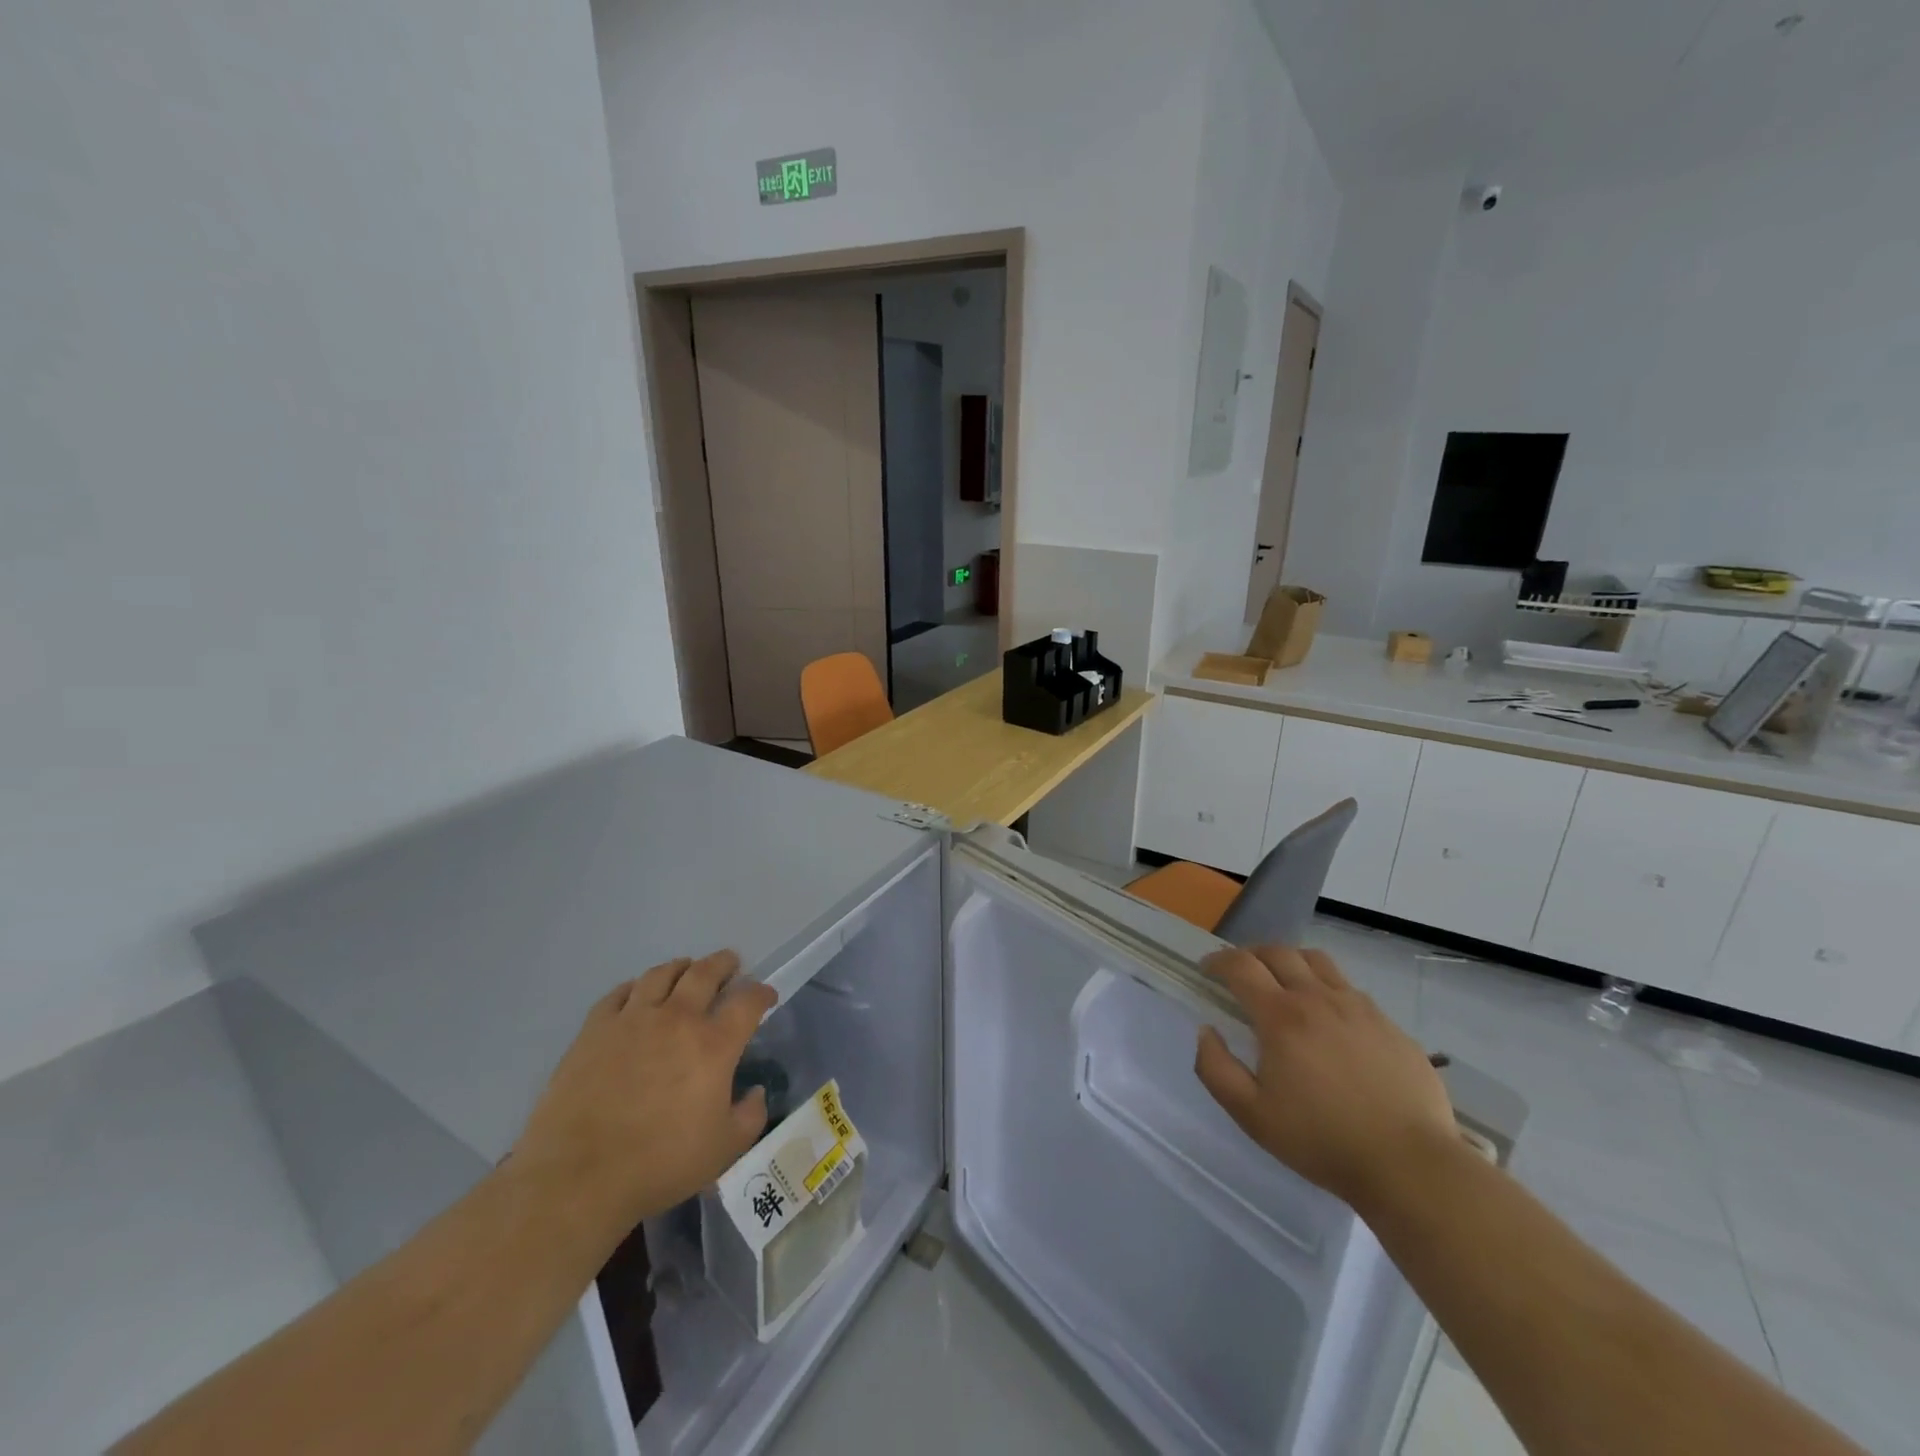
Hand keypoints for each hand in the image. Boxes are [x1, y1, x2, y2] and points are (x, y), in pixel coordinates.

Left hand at [511, 951, 776, 1243]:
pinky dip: (636, 986)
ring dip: (681, 967)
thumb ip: (750, 1116)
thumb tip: (754, 1091)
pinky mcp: (594, 1029)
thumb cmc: (659, 1165)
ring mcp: (632, 1019)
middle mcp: (677, 1019)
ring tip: (686, 970)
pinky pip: (619, 993)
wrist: (578, 1178)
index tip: (767, 996)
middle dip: (723, 964)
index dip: (762, 993)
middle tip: (730, 964)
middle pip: (705, 973)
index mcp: (714, 1045)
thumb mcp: (724, 1149)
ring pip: (661, 974)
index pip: (748, 1002)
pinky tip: (637, 993)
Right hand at [1194, 945, 1458, 1213]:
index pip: (1240, 966)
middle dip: (1251, 955)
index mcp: (1280, 1017)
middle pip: (1278, 953)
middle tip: (1240, 973)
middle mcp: (1317, 999)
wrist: (1409, 1165)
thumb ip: (1215, 1068)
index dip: (1218, 960)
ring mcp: (1358, 1008)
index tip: (1207, 970)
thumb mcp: (1251, 1115)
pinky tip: (1329, 1018)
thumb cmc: (1321, 1141)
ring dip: (1290, 962)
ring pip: (1317, 961)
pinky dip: (1327, 988)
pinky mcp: (1389, 1024)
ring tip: (1284, 982)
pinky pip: (1350, 989)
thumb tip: (1206, 1031)